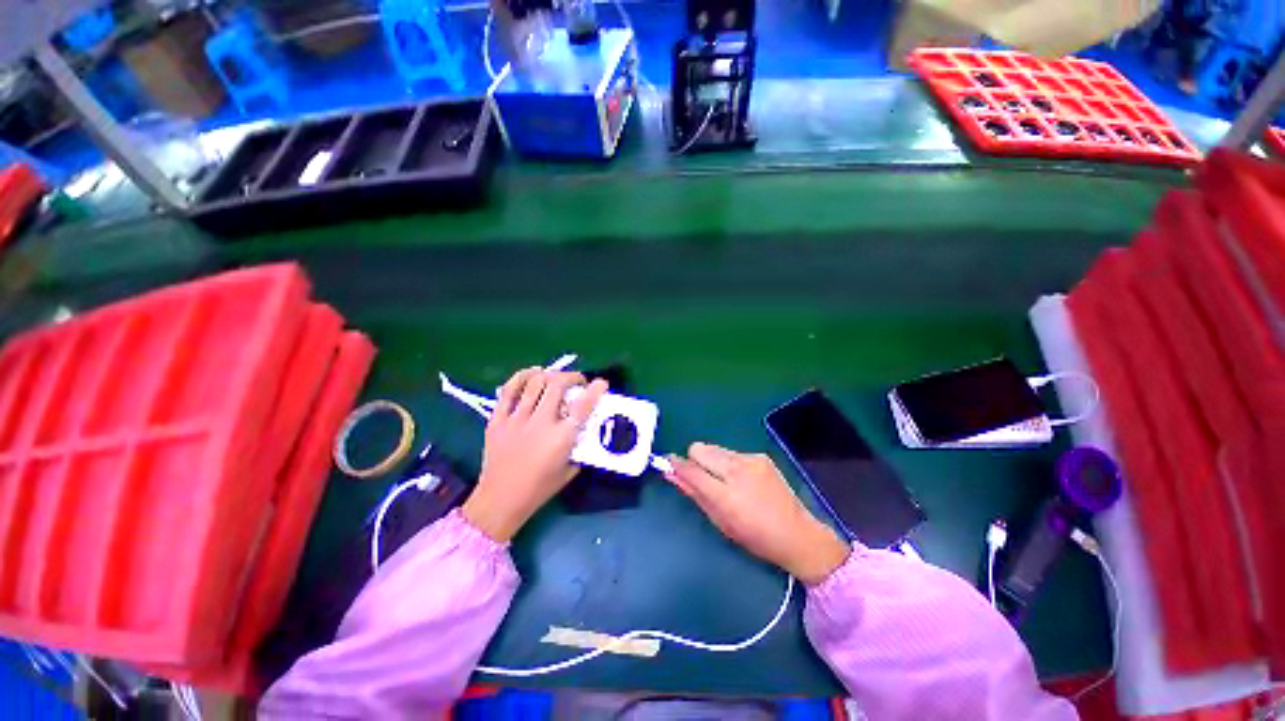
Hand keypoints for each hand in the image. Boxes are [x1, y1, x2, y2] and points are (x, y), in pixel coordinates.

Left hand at [462, 369, 608, 541]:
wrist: (500, 500)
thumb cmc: (539, 489)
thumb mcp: (569, 470)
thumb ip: (579, 447)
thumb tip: (585, 428)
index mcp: (561, 438)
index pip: (582, 406)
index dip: (595, 390)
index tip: (601, 383)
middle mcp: (540, 423)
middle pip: (557, 385)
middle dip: (572, 377)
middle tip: (577, 382)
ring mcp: (516, 420)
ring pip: (535, 383)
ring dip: (550, 375)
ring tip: (555, 377)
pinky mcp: (497, 420)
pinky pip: (508, 391)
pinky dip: (522, 377)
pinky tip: (532, 374)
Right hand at [666, 443, 850, 584]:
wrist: (797, 533)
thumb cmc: (754, 536)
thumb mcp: (720, 521)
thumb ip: (694, 493)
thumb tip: (671, 473)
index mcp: (726, 495)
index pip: (691, 470)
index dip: (676, 465)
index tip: (667, 463)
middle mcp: (737, 471)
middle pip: (700, 448)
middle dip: (695, 460)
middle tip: (704, 479)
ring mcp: (751, 460)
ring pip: (715, 448)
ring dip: (712, 461)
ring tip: (725, 481)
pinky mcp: (760, 456)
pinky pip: (732, 452)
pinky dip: (729, 463)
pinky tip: (742, 480)